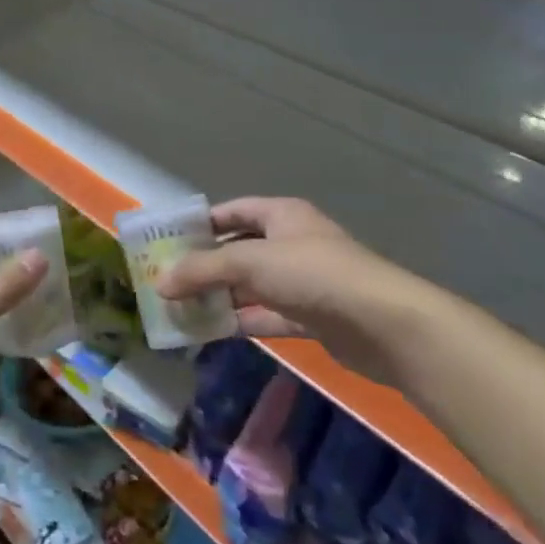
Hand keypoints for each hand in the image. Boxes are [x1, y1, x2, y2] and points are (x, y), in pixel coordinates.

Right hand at [157, 197, 436, 386]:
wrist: (384, 325)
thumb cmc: (313, 274)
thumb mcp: (249, 262)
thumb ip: (202, 270)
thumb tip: (160, 283)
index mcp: (282, 216)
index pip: (233, 212)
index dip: (201, 223)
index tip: (168, 241)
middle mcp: (292, 243)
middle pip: (239, 250)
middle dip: (205, 265)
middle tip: (167, 280)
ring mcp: (303, 282)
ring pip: (251, 286)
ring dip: (220, 297)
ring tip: (180, 308)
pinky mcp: (312, 318)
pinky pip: (266, 315)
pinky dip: (241, 321)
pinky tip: (211, 331)